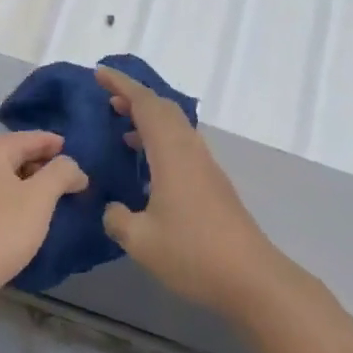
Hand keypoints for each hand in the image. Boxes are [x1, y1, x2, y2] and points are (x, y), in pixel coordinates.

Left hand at [0, 131, 86, 310]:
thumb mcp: (39, 198)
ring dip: (33, 188)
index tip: (85, 161)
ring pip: (7, 179)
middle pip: (19, 155)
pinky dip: (16, 203)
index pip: (34, 137)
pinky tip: (29, 221)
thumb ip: (61, 173)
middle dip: (47, 168)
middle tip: (76, 185)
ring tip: (57, 204)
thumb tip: (72, 166)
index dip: (61, 147)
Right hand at [95, 63, 286, 319]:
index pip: (145, 105)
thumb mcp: (141, 240)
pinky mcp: (212, 184)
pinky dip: (159, 140)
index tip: (99, 73)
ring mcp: (205, 167)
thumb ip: (117, 219)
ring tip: (121, 127)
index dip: (122, 85)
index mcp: (172, 154)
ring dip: (148, 119)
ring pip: (175, 127)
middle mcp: (190, 151)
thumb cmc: (193, 254)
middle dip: (135, 97)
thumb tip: (112, 208)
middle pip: (164, 109)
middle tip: (107, 98)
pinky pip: (181, 145)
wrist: (252, 279)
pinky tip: (146, 165)